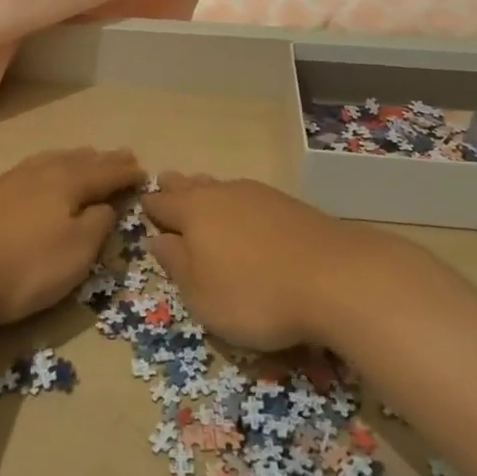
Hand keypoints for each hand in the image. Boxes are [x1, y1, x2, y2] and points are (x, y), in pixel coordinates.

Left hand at [0, 148, 143, 328]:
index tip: (144, 171)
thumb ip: (98, 226)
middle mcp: (40, 172)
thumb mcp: (75, 253)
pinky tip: (41, 174)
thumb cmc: (22, 266)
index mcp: (67, 182)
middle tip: (122, 156)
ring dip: (75, 158)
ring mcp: (10, 180)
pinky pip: (32, 169)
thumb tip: (106, 206)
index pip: (105, 172)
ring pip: (52, 160)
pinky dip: (50, 166)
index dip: (126, 173)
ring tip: (87, 157)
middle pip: (79, 160)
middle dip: (103, 160)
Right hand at [142, 174, 382, 350]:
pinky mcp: (290, 205)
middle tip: (165, 180)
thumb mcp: (202, 295)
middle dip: (177, 186)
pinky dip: (238, 202)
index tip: (141, 203)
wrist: (335, 277)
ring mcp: (259, 195)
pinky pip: (250, 196)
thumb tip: (157, 239)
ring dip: (208, 190)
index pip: (163, 204)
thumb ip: (176, 264)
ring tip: (201, 190)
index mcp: (194, 213)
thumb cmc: (255, 295)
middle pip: (192, 186)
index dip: (150, 206)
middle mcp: (223, 194)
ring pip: (223, 187)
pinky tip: (245, 211)